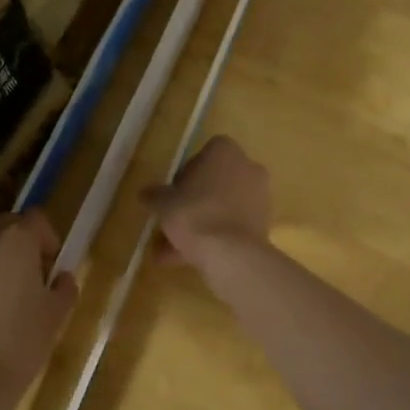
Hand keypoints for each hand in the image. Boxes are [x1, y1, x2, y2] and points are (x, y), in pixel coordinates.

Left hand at [0, 212, 76, 409]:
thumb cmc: (20, 342)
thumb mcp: (55, 315)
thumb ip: (63, 288)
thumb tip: (62, 278)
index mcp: (15, 239)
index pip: (37, 219)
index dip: (48, 239)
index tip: (51, 266)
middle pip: (5, 227)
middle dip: (19, 245)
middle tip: (30, 277)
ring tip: (3, 297)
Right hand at [141, 136, 272, 269]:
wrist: (231, 252)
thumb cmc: (194, 214)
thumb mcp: (163, 203)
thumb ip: (154, 195)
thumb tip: (145, 193)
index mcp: (225, 151)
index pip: (202, 155)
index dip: (184, 176)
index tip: (172, 195)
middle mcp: (248, 167)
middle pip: (214, 183)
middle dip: (192, 204)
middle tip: (172, 223)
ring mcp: (260, 196)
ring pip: (222, 207)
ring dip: (201, 225)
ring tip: (173, 252)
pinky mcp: (264, 223)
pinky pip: (233, 226)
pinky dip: (215, 238)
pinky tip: (191, 258)